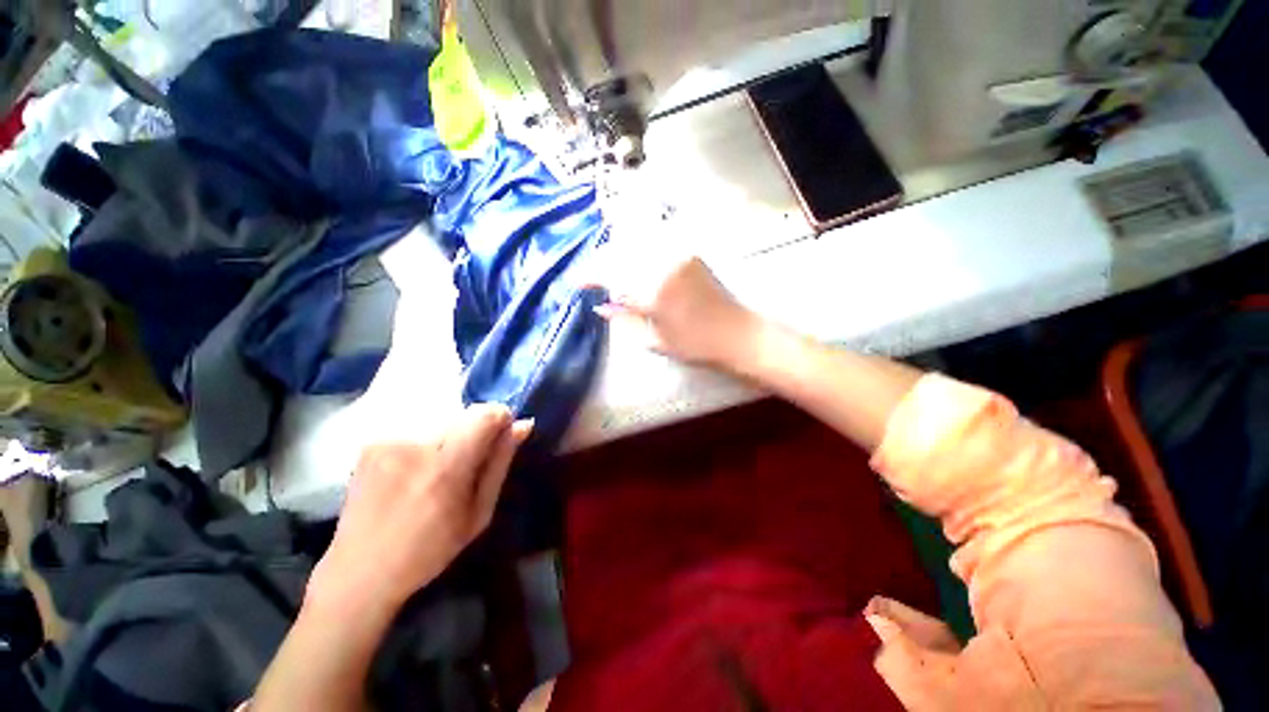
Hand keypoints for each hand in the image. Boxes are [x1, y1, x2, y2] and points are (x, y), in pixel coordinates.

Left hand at [307, 405, 532, 616]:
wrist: (358, 571)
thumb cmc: (429, 551)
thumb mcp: (478, 513)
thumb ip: (500, 462)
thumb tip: (523, 425)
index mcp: (445, 468)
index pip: (485, 413)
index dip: (500, 419)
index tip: (500, 439)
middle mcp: (414, 445)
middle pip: (465, 414)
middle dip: (475, 432)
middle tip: (467, 466)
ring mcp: (388, 441)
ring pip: (442, 420)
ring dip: (451, 438)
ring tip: (438, 472)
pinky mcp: (371, 443)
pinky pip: (417, 429)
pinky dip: (426, 443)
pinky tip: (414, 472)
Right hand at [596, 256, 758, 367]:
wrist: (737, 333)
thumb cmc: (695, 345)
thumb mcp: (655, 340)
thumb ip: (625, 320)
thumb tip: (600, 307)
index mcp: (653, 291)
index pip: (610, 274)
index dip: (590, 276)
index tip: (578, 284)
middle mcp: (663, 265)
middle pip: (620, 252)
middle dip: (602, 263)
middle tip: (595, 280)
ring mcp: (678, 255)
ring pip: (636, 244)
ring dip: (618, 255)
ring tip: (613, 274)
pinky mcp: (689, 253)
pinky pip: (654, 244)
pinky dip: (638, 252)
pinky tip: (635, 266)